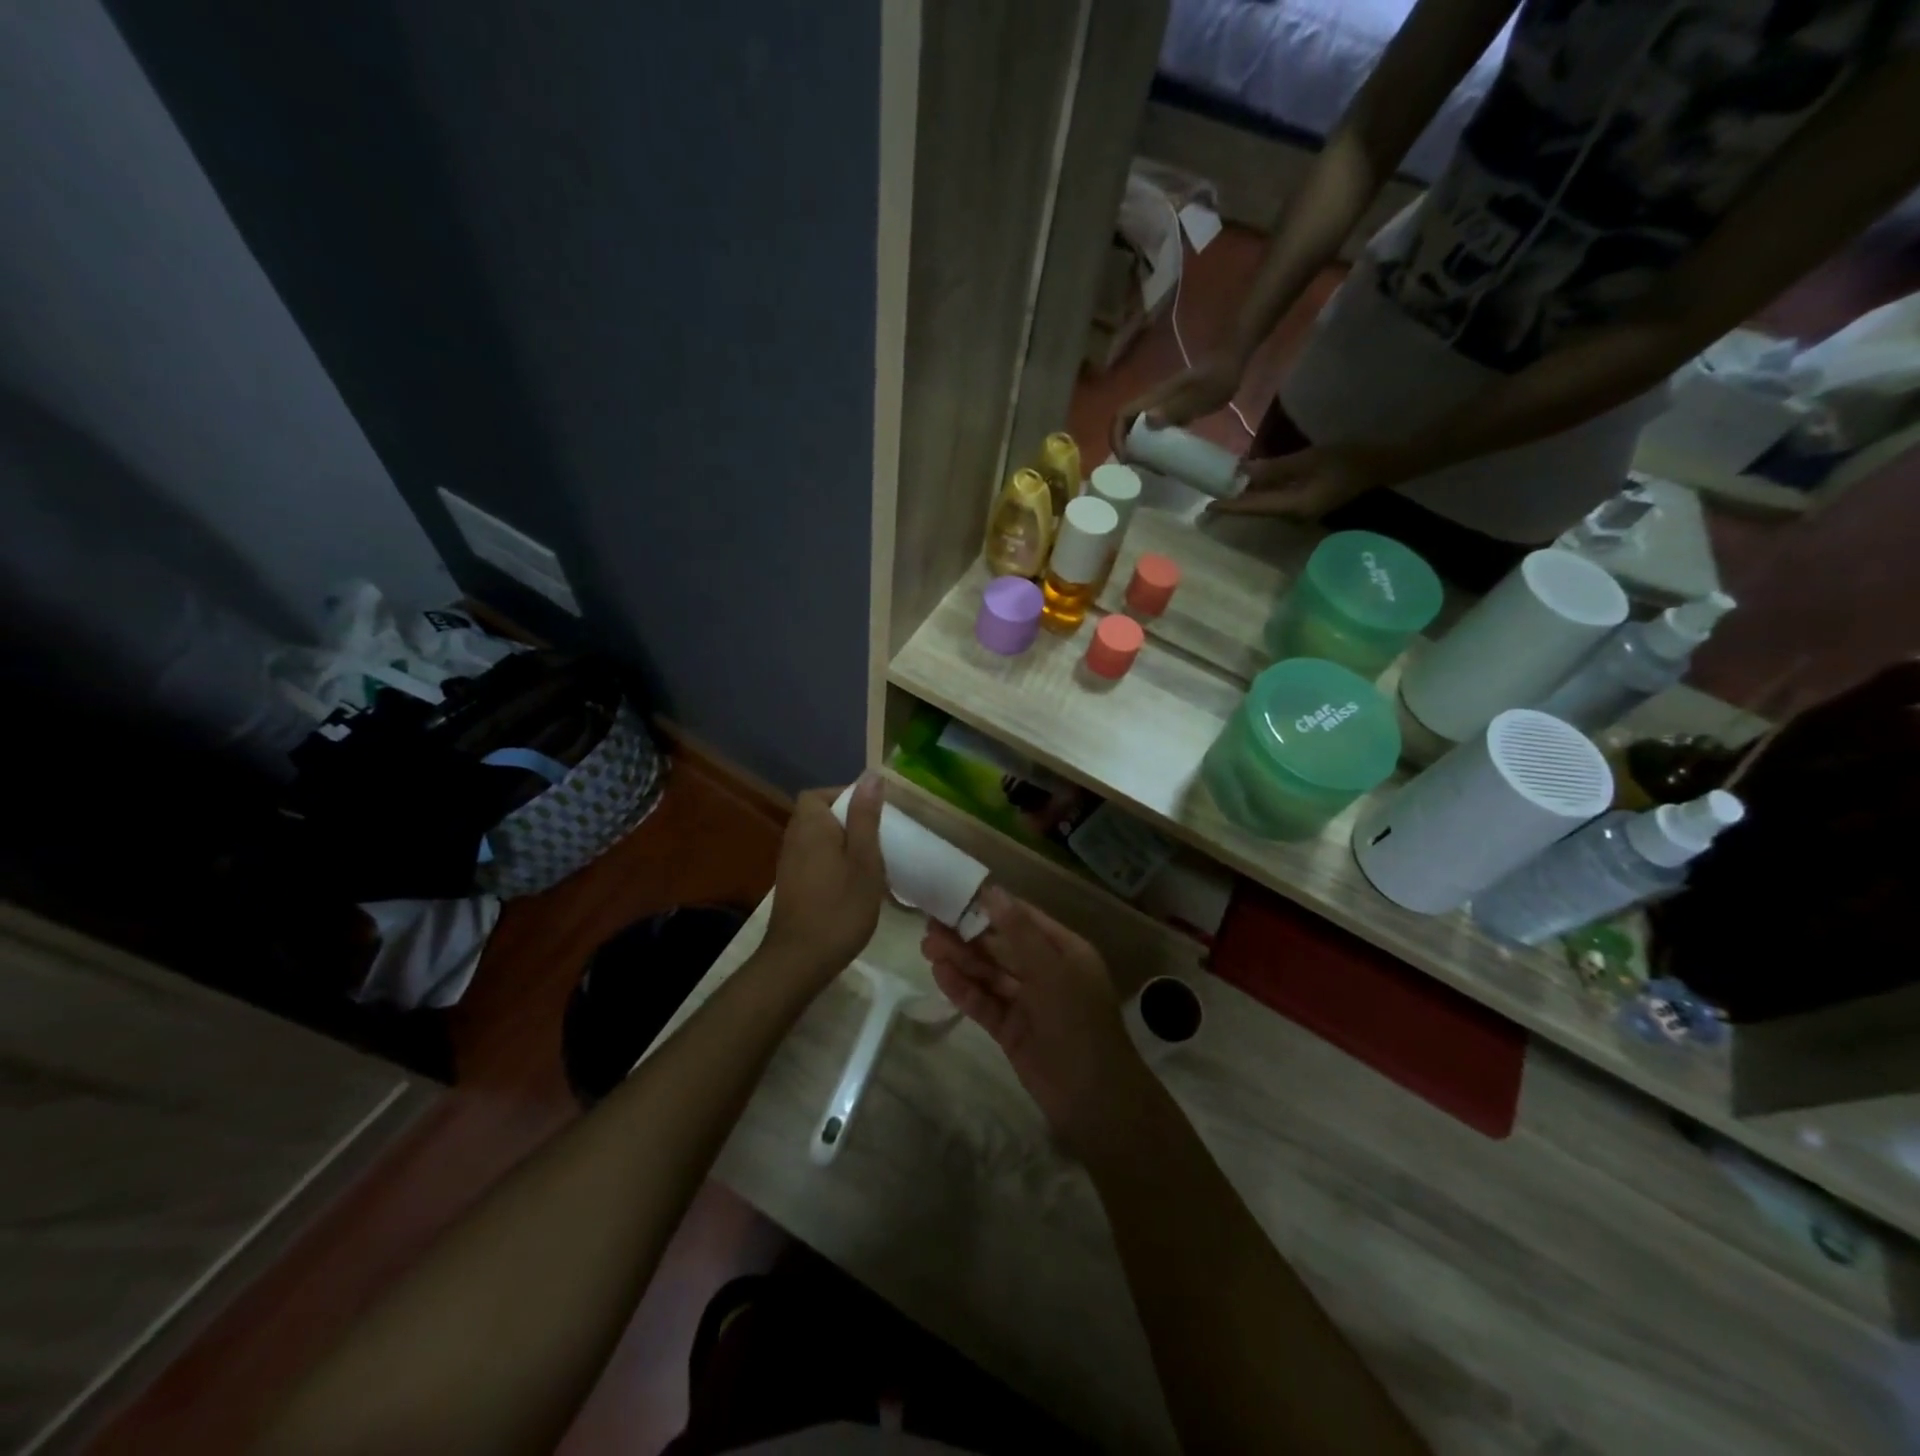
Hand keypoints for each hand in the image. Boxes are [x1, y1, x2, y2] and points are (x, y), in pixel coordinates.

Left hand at [763, 775, 885, 982]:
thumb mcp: (864, 860)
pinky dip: (833, 863)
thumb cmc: (839, 907)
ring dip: (842, 844)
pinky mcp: (791, 886)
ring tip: (870, 861)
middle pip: (818, 815)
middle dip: (847, 821)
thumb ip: (866, 817)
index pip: (821, 794)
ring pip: (817, 839)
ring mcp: (789, 864)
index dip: (846, 796)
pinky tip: (852, 884)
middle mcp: (794, 839)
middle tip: (877, 839)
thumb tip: (871, 776)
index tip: (874, 813)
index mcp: (811, 826)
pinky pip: (814, 860)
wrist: (799, 961)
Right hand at [921, 889, 1152, 1155]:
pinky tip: (939, 974)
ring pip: (989, 975)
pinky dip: (963, 990)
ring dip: (961, 960)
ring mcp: (1027, 1003)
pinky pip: (984, 1003)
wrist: (1094, 1099)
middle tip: (930, 924)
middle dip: (968, 936)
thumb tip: (992, 891)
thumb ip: (1019, 932)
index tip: (956, 895)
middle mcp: (1046, 972)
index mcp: (1065, 951)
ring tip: (926, 946)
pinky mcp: (1011, 1031)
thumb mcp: (1051, 970)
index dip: (991, 907)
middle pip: (1001, 947)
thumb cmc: (1079, 1022)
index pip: (1023, 919)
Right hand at [1110, 351, 1246, 461]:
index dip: (1116, 437)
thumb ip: (1175, 407)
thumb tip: (1147, 421)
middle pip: (1125, 426)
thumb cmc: (1216, 379)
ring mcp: (1161, 408)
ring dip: (1137, 450)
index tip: (1125, 459)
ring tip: (1150, 467)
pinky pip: (1153, 432)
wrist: (1230, 365)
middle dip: (1125, 448)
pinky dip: (1152, 447)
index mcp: (1152, 398)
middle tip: (1138, 468)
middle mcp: (1151, 403)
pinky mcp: (1171, 413)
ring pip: (1137, 430)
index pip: (1121, 416)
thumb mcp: (1198, 395)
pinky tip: (1163, 458)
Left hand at [1206, 444, 1383, 519]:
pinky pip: (1275, 502)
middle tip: (1208, 498)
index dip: (1230, 507)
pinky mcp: (1304, 505)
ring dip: (1245, 499)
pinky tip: (1249, 485)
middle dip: (1233, 505)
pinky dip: (1260, 495)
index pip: (1254, 508)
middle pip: (1256, 511)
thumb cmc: (1347, 459)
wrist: (1380, 465)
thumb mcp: (1308, 459)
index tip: (1207, 505)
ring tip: (1222, 491)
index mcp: (1293, 508)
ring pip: (1264, 507)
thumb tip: (1241, 472)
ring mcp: (1299, 513)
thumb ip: (1273, 468)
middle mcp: (1293, 517)